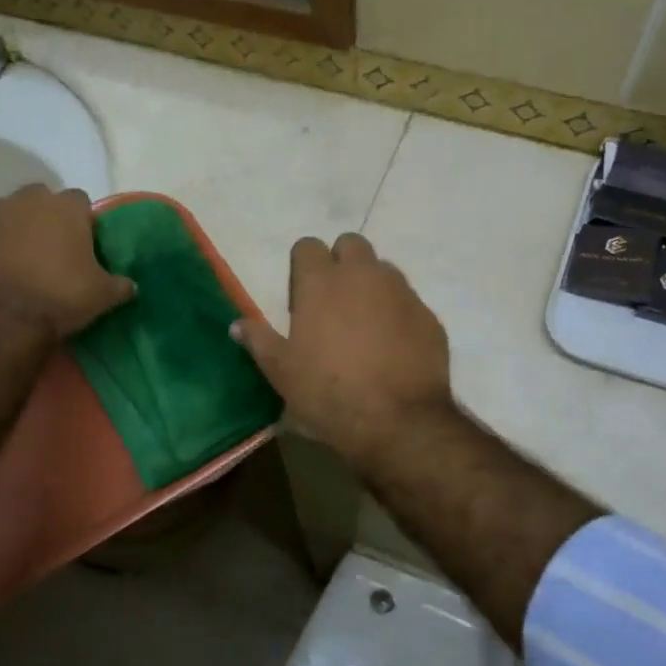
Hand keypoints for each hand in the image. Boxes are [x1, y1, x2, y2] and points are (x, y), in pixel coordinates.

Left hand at [0, 185, 134, 339]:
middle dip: (48, 218)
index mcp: (65, 207)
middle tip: (56, 249)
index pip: (81, 201)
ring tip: (27, 264)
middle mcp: (26, 202)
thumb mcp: (102, 295)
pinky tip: (2, 277)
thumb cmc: (60, 295)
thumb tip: (131, 286)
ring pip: (10, 216)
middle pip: (41, 199)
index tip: (86, 244)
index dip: (84, 221)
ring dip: (18, 232)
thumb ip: (119, 285)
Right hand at [232, 233, 453, 469]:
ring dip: (372, 285)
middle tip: (334, 301)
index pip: (307, 246)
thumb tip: (237, 325)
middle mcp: (363, 275)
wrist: (398, 421)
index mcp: (321, 283)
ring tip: (365, 324)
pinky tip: (393, 346)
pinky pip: (409, 302)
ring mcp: (401, 292)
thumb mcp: (282, 372)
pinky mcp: (428, 316)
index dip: (303, 265)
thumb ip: (259, 341)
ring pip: (384, 270)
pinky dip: (398, 314)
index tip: (301, 294)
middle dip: (341, 262)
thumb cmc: (328, 393)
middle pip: (351, 244)